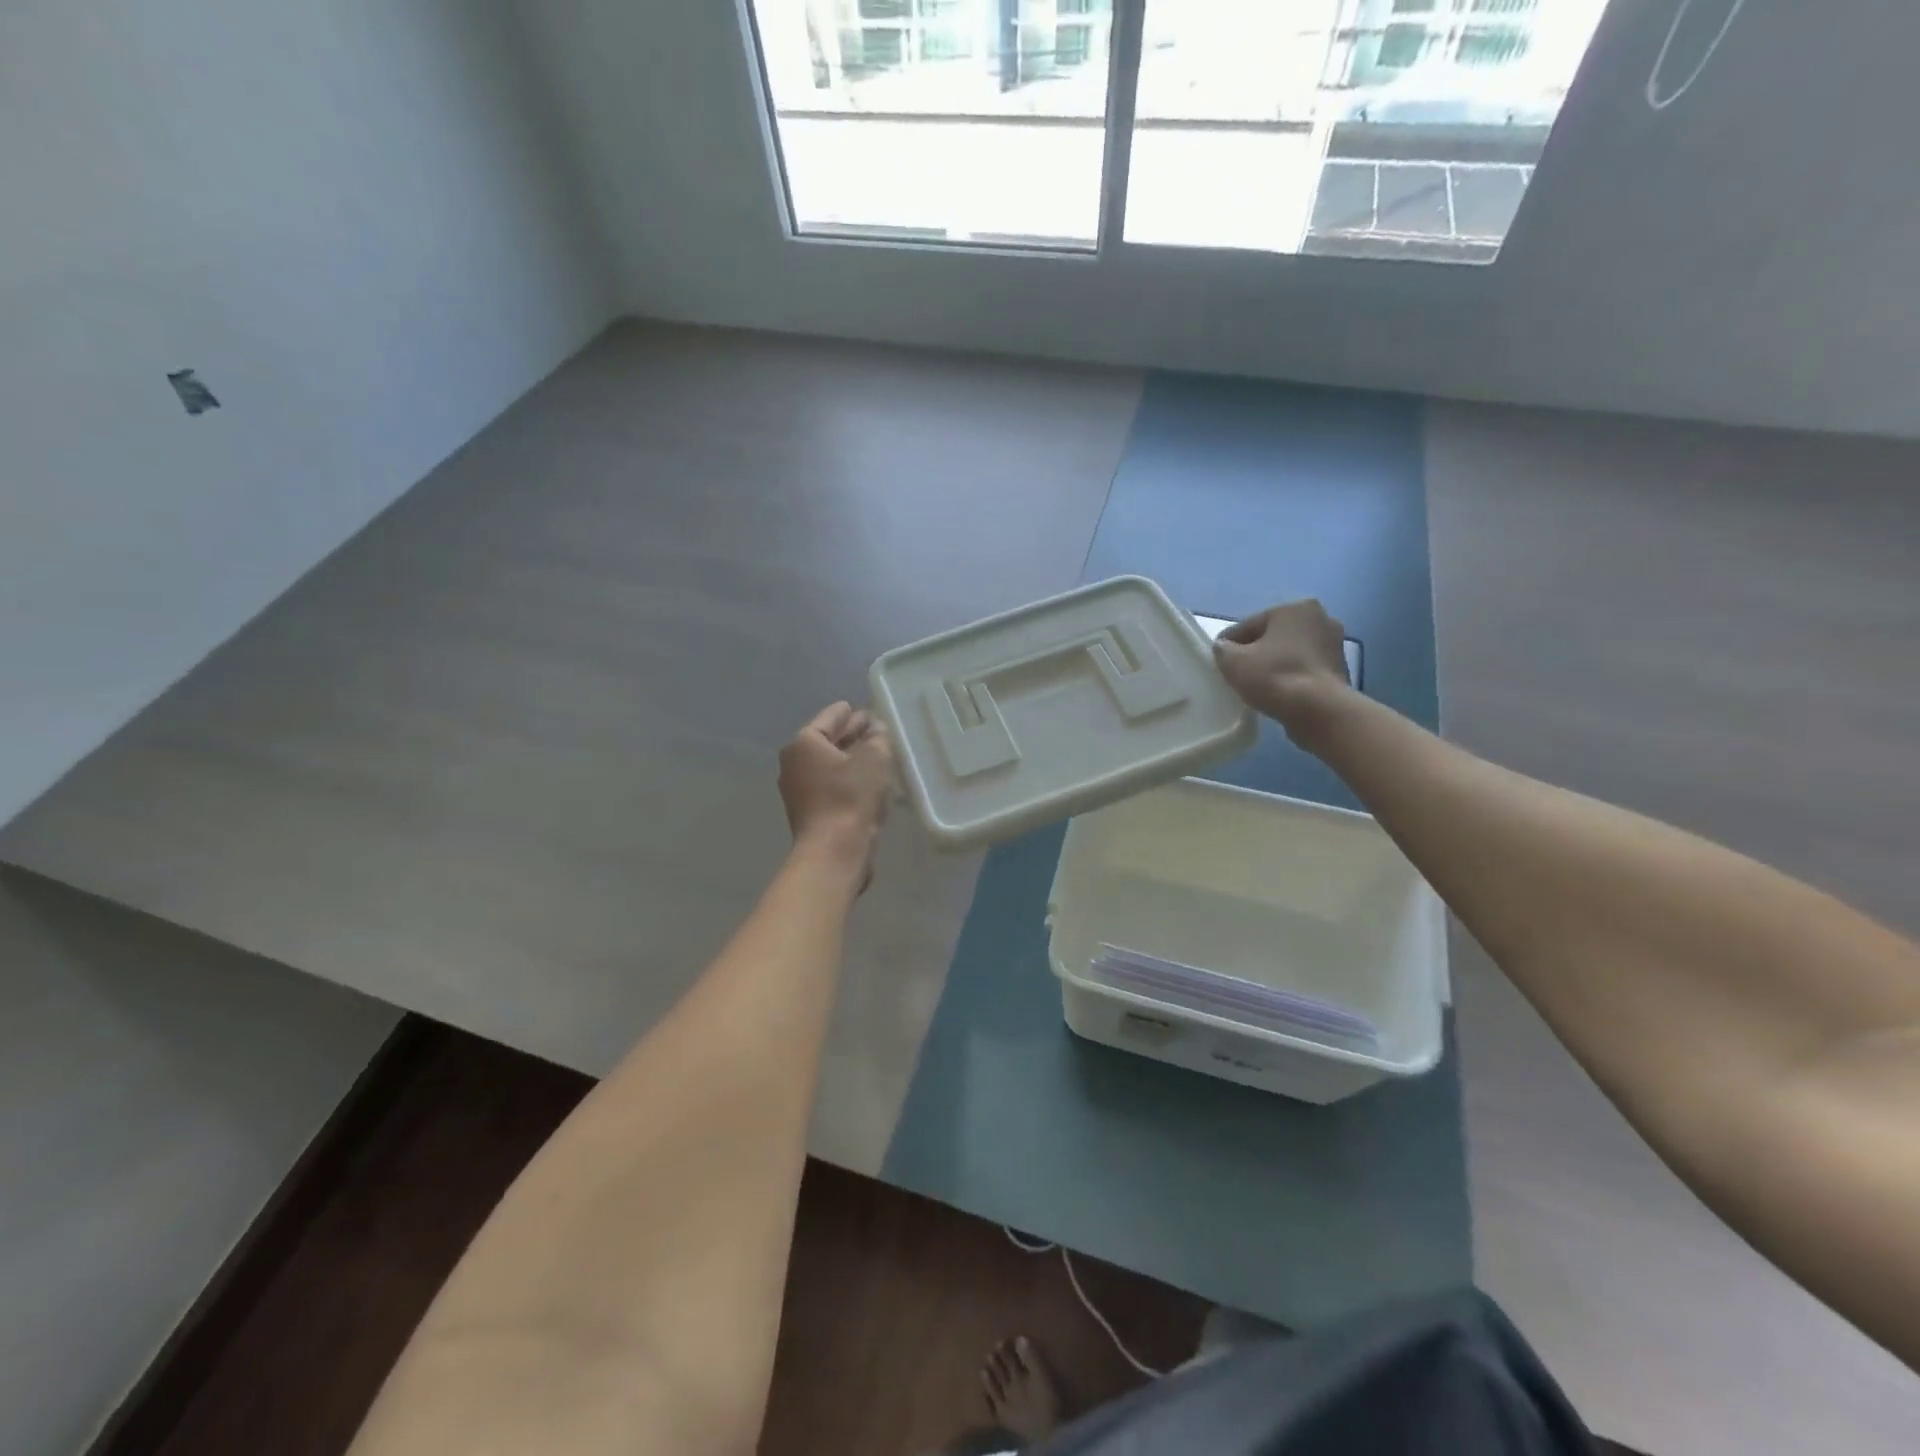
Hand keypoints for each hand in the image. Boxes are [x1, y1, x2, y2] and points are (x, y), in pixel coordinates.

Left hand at [778, 702, 894, 881]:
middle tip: (876, 731)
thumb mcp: (874, 758)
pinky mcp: (809, 813)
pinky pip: (830, 786)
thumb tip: (875, 729)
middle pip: (827, 741)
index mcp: (804, 743)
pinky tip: (868, 783)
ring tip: (877, 757)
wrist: (834, 852)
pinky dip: (847, 780)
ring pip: (829, 765)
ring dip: (851, 760)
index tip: (864, 709)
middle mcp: (794, 763)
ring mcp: (798, 790)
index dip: (850, 713)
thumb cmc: (851, 797)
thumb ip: (877, 738)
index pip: (830, 717)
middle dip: (851, 736)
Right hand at [1213, 600, 1354, 749]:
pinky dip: (1290, 678)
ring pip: (1290, 654)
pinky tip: (1277, 693)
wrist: (1318, 711)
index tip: (1217, 661)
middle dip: (1256, 652)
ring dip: (1274, 665)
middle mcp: (1320, 619)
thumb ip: (1222, 649)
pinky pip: (1304, 670)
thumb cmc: (1274, 677)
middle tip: (1237, 673)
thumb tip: (1224, 648)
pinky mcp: (1340, 671)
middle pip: (1273, 637)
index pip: (1249, 625)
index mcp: (1295, 608)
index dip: (1229, 644)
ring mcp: (1334, 645)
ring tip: (1256, 686)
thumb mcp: (1233, 661)